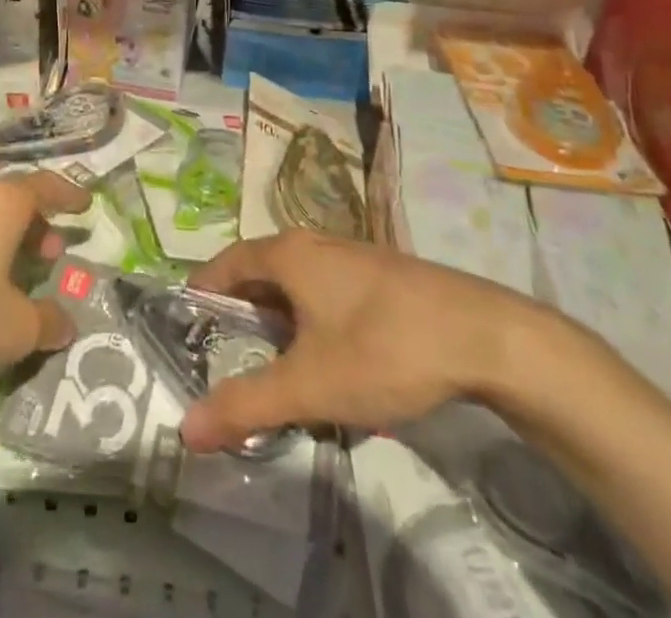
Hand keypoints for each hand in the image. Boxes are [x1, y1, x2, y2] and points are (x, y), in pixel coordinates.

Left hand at [0, 173, 91, 394]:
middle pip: (11, 198)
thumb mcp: (12, 332)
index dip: (68, 194)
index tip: (84, 204)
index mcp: (1, 205)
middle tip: (50, 251)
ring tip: (12, 271)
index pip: (45, 185)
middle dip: (36, 222)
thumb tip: (67, 322)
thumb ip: (47, 323)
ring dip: (3, 237)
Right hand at [180, 231, 544, 452]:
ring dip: (280, 319)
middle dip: (241, 314)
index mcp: (287, 254)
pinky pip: (328, 290)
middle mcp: (313, 242)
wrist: (485, 336)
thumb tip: (185, 429)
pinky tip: (332, 361)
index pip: (225, 264)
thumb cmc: (383, 349)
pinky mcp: (382, 274)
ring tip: (278, 367)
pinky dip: (313, 319)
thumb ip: (246, 404)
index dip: (202, 295)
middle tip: (228, 359)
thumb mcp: (309, 385)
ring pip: (297, 283)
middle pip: (260, 273)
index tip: (186, 331)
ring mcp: (351, 255)